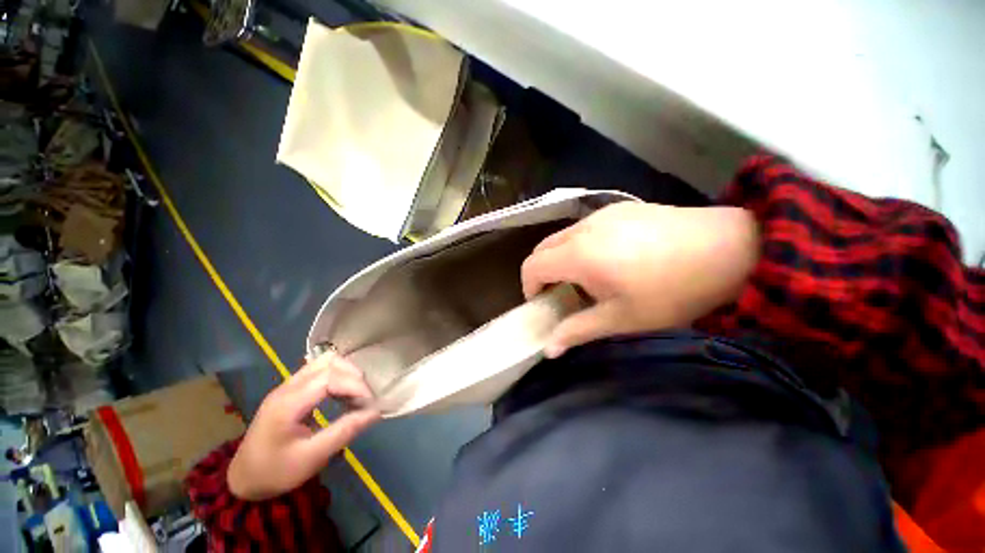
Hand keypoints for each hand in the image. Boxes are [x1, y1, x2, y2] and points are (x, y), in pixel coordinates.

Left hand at [227, 353, 379, 500]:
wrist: (243, 481)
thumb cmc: (276, 472)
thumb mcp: (312, 457)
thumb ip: (345, 431)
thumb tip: (376, 411)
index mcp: (288, 403)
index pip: (329, 377)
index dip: (355, 385)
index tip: (370, 402)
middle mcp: (287, 387)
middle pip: (328, 362)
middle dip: (353, 376)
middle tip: (364, 398)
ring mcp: (287, 386)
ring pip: (324, 361)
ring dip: (345, 372)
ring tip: (356, 394)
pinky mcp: (290, 390)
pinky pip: (319, 370)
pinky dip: (337, 376)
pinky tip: (342, 393)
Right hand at [522, 202, 758, 357]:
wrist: (729, 249)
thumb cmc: (671, 291)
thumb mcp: (621, 319)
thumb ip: (578, 331)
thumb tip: (549, 349)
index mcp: (578, 255)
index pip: (532, 266)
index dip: (529, 286)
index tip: (544, 303)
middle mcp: (583, 229)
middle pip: (543, 248)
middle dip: (543, 272)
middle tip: (562, 294)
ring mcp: (602, 214)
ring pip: (563, 236)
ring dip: (562, 258)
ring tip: (588, 278)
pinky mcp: (620, 208)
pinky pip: (585, 227)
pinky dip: (581, 245)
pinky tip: (611, 258)